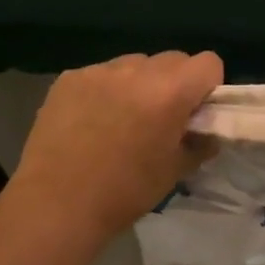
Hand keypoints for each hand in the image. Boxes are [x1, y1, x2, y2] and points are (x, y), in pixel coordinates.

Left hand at [7, 51, 223, 240]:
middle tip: (160, 117)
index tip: (195, 112)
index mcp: (170, 91)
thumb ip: (200, 143)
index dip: (208, 85)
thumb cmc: (124, 192)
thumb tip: (209, 132)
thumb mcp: (175, 171)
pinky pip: (101, 74)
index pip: (209, 62)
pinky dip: (105, 90)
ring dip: (139, 84)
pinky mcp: (69, 78)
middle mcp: (137, 70)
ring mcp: (100, 71)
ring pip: (135, 64)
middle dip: (175, 82)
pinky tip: (90, 121)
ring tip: (121, 119)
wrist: (55, 206)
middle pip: (173, 59)